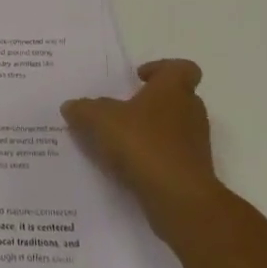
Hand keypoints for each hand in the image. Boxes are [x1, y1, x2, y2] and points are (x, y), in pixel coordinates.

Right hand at [62, 59, 220, 239]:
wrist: (180, 199)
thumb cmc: (144, 144)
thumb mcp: (100, 120)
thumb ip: (84, 110)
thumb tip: (71, 106)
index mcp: (173, 89)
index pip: (182, 68)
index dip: (162, 69)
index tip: (140, 78)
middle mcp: (190, 112)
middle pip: (177, 98)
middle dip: (151, 103)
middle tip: (124, 111)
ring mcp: (196, 144)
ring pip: (174, 129)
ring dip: (152, 133)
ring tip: (121, 142)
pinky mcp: (194, 173)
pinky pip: (172, 158)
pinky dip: (154, 159)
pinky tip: (129, 169)